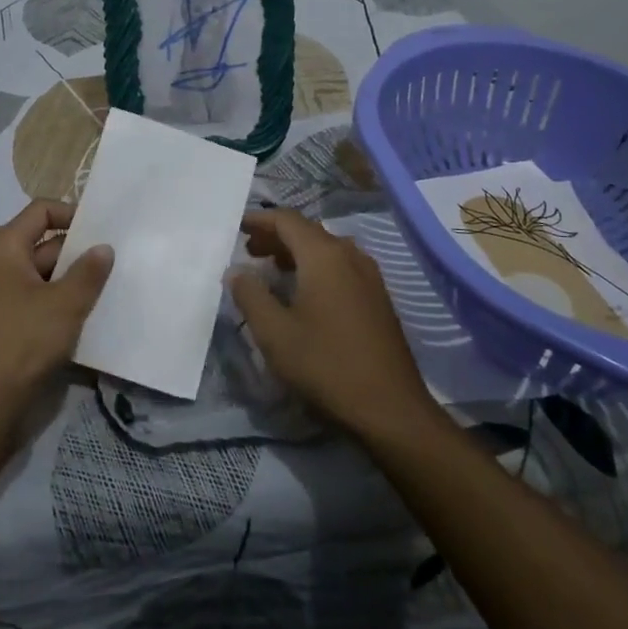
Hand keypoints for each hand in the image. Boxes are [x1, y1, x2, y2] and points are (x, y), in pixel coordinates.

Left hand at [0, 200, 113, 414]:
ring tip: (113, 284)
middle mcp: (1, 264)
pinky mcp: (12, 321)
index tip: (103, 229)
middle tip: (118, 258)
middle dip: (80, 251)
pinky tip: (94, 312)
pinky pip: (43, 298)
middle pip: (46, 242)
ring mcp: (5, 294)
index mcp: (5, 248)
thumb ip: (88, 272)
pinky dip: (65, 301)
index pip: (41, 211)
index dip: (72, 213)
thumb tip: (104, 247)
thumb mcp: (65, 303)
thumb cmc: (24, 341)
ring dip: (76, 279)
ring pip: (48, 274)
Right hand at [230, 209, 434, 440]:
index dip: (260, 219)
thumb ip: (250, 295)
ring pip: (326, 249)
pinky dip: (316, 267)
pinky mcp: (378, 298)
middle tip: (249, 250)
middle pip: (308, 231)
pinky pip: (340, 267)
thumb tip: (237, 271)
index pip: (287, 220)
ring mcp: (369, 276)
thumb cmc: (326, 365)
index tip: (237, 227)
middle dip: (276, 236)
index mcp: (324, 256)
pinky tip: (304, 292)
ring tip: (272, 269)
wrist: (390, 408)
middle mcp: (350, 256)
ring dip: (296, 252)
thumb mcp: (274, 333)